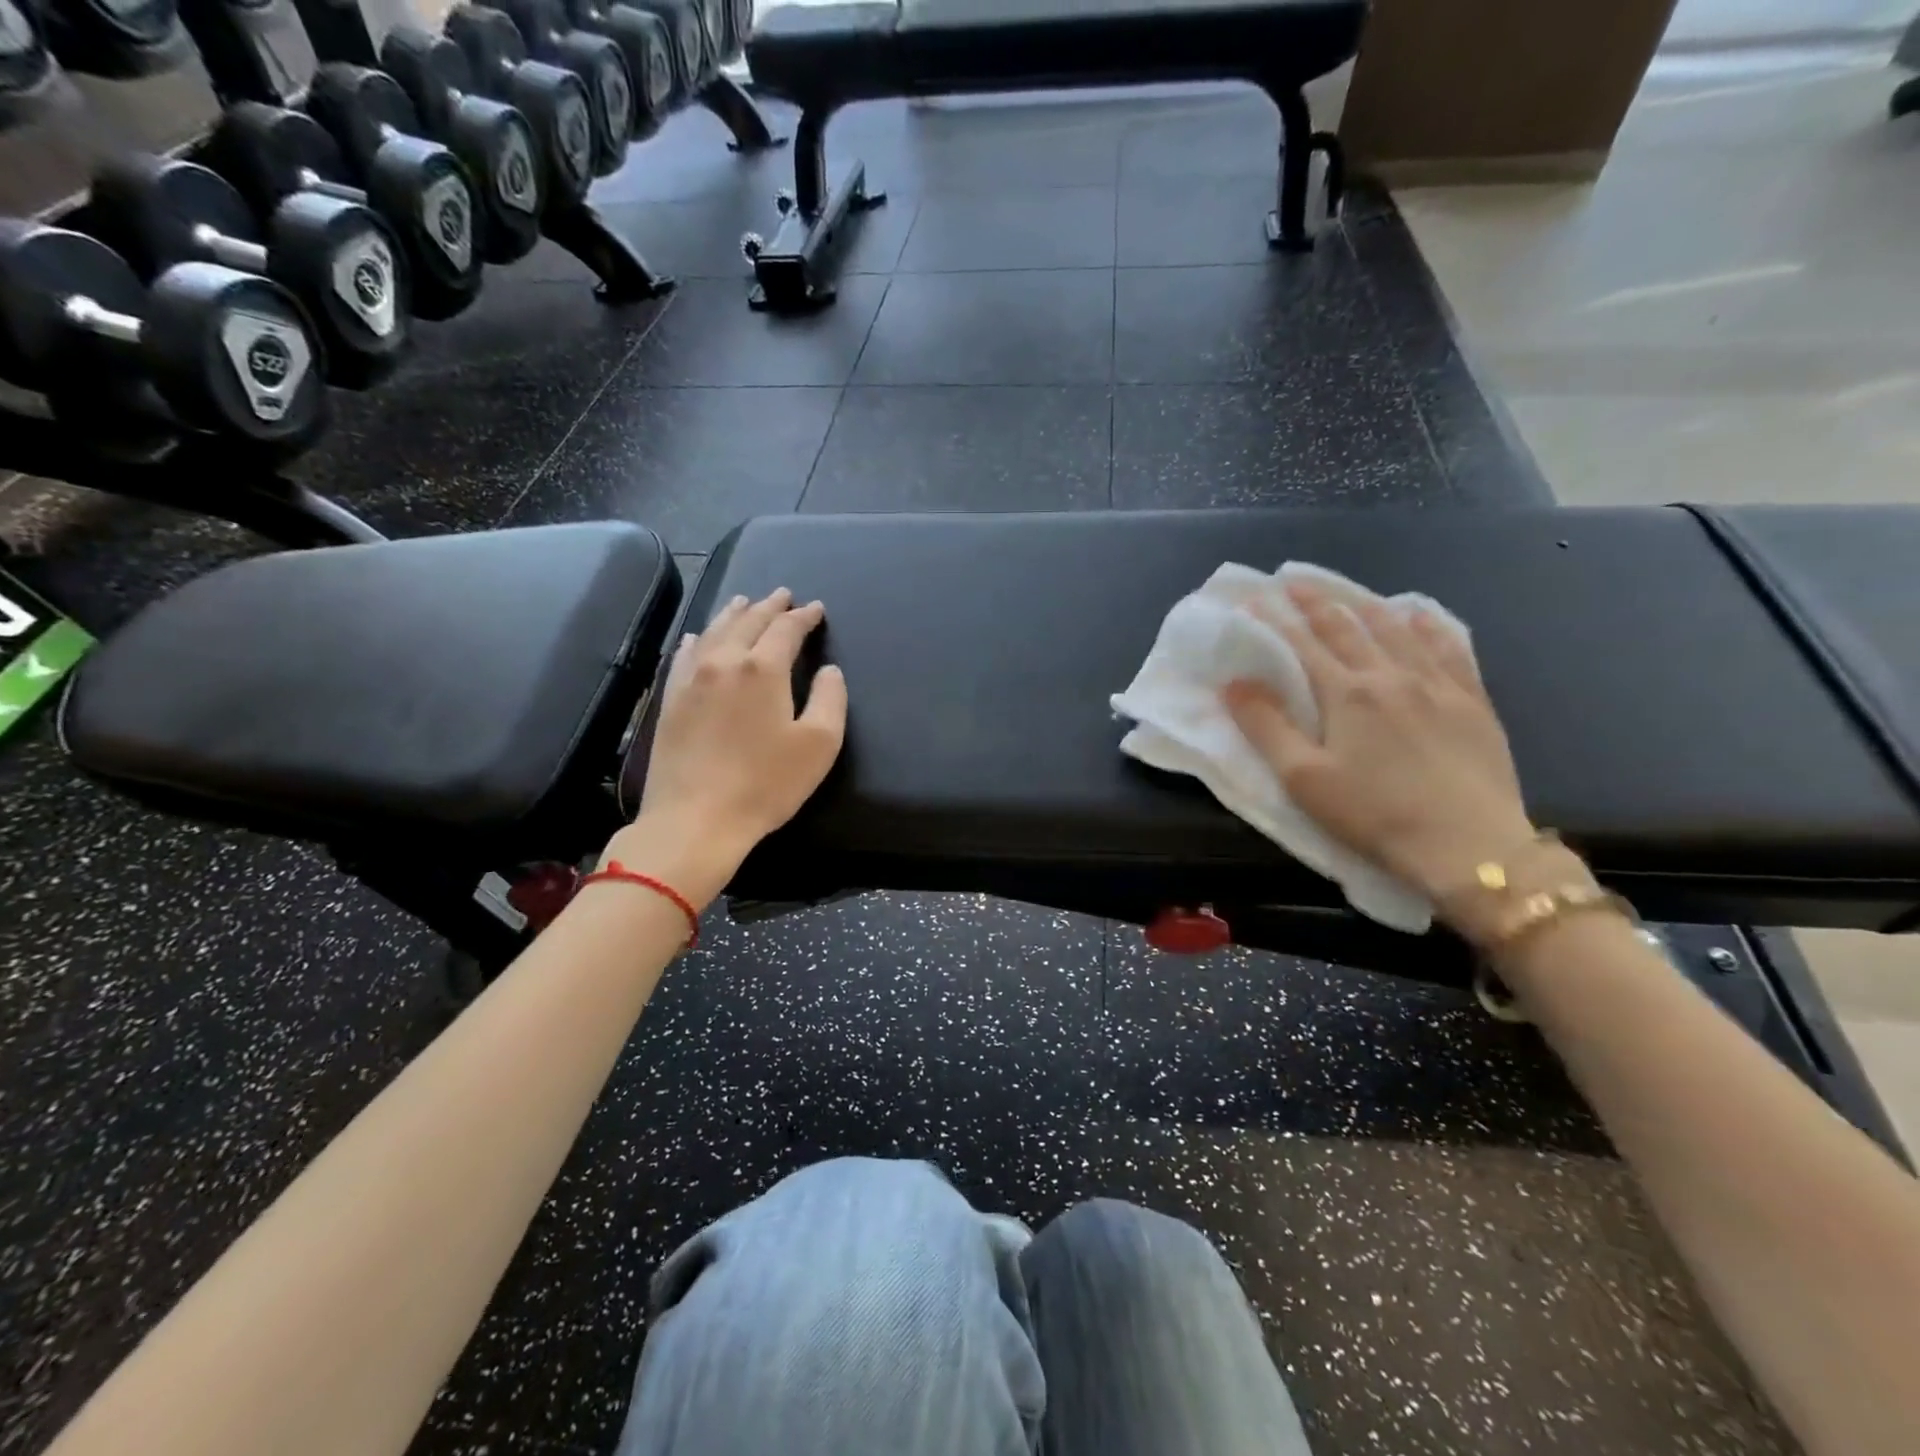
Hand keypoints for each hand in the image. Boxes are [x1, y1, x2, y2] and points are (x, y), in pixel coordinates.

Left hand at [610, 589, 846, 904]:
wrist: (695, 819)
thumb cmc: (766, 784)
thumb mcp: (819, 745)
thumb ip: (830, 699)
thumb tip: (829, 670)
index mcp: (762, 669)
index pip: (786, 629)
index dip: (803, 616)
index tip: (815, 608)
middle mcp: (723, 661)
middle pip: (748, 621)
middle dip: (769, 606)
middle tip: (783, 595)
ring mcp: (691, 678)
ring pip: (714, 631)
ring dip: (735, 614)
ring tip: (745, 603)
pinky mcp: (671, 699)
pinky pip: (686, 654)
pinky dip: (700, 638)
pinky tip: (700, 637)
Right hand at [1222, 582, 1535, 906]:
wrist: (1469, 846)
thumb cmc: (1374, 814)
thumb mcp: (1303, 778)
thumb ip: (1266, 727)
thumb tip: (1234, 683)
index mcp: (1347, 693)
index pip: (1303, 644)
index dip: (1276, 620)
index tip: (1254, 599)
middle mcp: (1391, 675)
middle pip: (1349, 627)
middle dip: (1318, 602)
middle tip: (1295, 582)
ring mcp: (1439, 685)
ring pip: (1399, 631)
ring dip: (1368, 606)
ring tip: (1350, 594)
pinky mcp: (1473, 702)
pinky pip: (1450, 649)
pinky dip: (1429, 627)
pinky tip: (1421, 617)